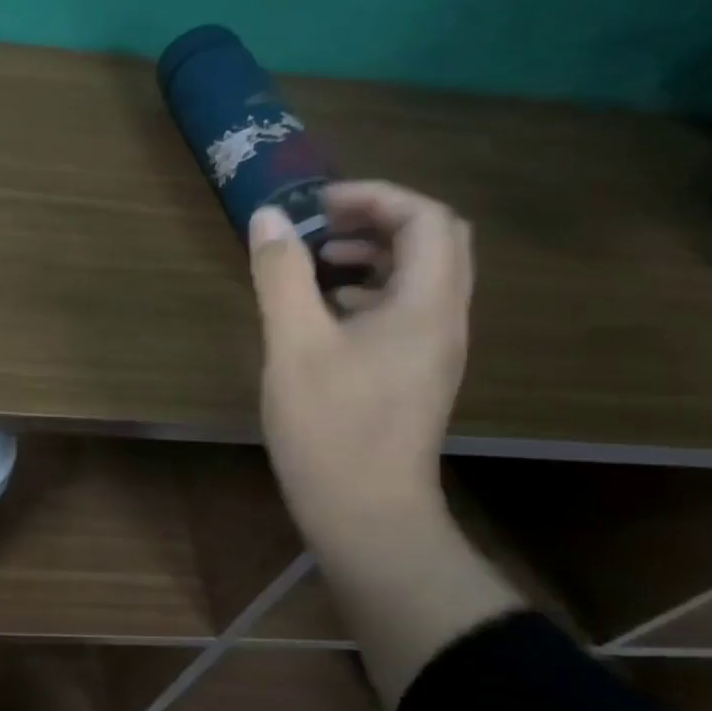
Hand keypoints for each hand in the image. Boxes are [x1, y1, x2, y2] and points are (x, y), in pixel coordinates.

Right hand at [248, 180, 471, 550]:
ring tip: (319, 258)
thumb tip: (268, 218)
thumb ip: (281, 275)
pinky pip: (406, 307)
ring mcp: (434, 349)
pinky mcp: (415, 372)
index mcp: (426, 306)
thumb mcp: (294, 345)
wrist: (366, 513)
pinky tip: (327, 309)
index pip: (428, 219)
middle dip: (379, 218)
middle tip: (322, 222)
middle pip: (435, 241)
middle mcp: (444, 320)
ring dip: (374, 252)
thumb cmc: (330, 427)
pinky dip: (370, 288)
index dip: (375, 197)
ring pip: (422, 275)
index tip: (318, 203)